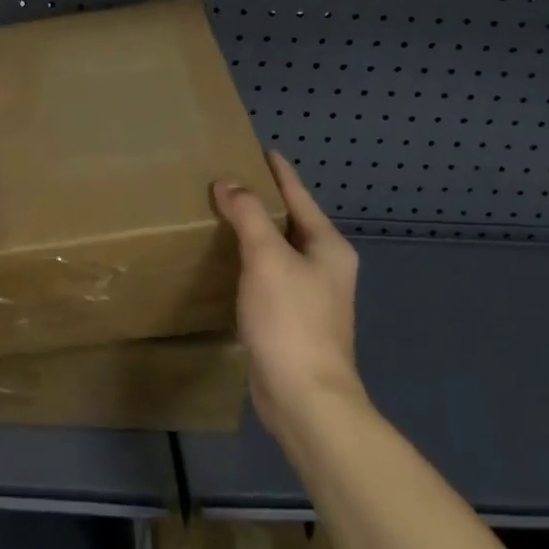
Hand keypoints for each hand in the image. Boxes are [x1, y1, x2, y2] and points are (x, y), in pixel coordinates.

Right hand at [213, 151, 367, 441]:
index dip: (279, 172)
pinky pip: (268, 277)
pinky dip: (248, 263)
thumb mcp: (267, 258)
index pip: (299, 196)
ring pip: (277, 251)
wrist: (305, 399)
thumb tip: (229, 182)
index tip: (260, 149)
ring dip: (253, 233)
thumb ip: (248, 215)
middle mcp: (325, 267)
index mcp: (328, 247)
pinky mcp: (291, 320)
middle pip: (290, 222)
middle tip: (227, 180)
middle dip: (262, 201)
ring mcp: (310, 296)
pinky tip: (225, 262)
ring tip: (220, 214)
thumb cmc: (291, 320)